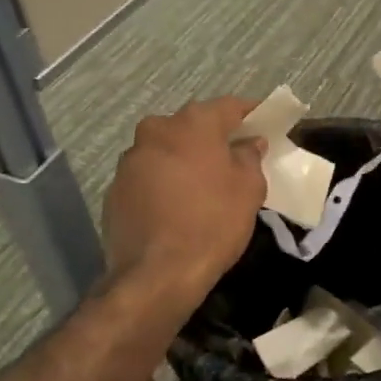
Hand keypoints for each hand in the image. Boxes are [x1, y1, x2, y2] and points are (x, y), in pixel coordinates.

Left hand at [103, 97, 266, 304]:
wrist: (156, 274)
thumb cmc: (213, 223)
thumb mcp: (249, 189)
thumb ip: (250, 157)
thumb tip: (249, 144)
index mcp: (192, 123)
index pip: (229, 106)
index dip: (250, 113)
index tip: (264, 123)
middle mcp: (156, 130)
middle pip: (193, 125)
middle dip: (214, 137)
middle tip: (234, 157)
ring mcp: (130, 159)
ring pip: (167, 149)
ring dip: (185, 159)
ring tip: (203, 184)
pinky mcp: (115, 188)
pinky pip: (149, 175)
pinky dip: (164, 182)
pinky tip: (177, 206)